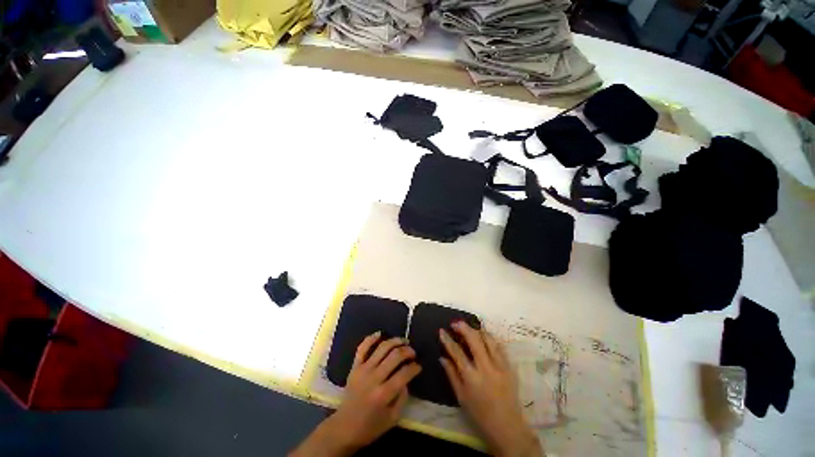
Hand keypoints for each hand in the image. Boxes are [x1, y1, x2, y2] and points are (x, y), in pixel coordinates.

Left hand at [290, 332, 421, 456]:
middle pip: (395, 356)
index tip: (419, 366)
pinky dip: (371, 338)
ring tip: (403, 341)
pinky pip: (362, 347)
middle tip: (413, 353)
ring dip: (395, 341)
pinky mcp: (355, 366)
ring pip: (382, 347)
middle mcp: (374, 378)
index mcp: (384, 394)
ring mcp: (363, 369)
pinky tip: (380, 333)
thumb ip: (403, 397)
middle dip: (407, 351)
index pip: (404, 373)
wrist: (344, 427)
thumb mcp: (392, 419)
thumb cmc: (370, 426)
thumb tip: (406, 379)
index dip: (415, 367)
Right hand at [439, 321, 542, 456]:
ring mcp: (500, 366)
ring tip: (470, 327)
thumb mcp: (461, 396)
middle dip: (463, 328)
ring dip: (478, 330)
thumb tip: (442, 357)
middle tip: (455, 323)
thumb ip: (451, 374)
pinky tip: (484, 336)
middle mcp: (486, 368)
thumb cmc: (479, 414)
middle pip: (474, 340)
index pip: (457, 352)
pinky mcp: (509, 367)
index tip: (441, 330)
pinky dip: (490, 339)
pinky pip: (499, 347)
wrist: (507, 426)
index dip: (448, 339)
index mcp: (471, 377)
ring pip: (488, 339)